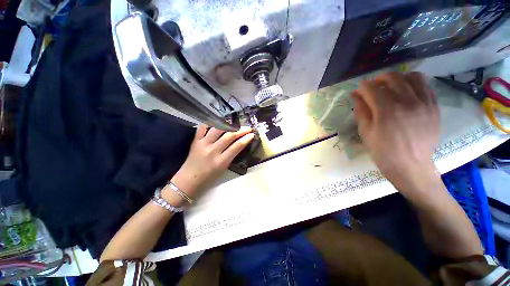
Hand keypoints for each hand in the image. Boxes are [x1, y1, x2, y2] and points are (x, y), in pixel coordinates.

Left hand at [165, 126, 253, 202]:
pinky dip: (210, 123)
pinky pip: (202, 128)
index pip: (237, 146)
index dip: (246, 139)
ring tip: (235, 123)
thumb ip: (231, 155)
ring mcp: (203, 144)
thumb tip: (239, 144)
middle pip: (229, 136)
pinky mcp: (195, 141)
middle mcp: (213, 151)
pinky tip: (217, 122)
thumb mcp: (223, 168)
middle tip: (247, 127)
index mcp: (221, 161)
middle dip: (241, 130)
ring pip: (218, 129)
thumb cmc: (208, 177)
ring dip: (228, 124)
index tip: (252, 134)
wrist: (188, 180)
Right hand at [352, 72, 439, 194]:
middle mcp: (407, 101)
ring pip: (413, 77)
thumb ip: (361, 110)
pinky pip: (426, 86)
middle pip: (393, 77)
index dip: (362, 86)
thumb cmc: (383, 151)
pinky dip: (414, 84)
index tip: (358, 90)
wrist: (411, 166)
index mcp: (386, 110)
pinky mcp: (434, 107)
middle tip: (373, 87)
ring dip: (399, 78)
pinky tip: (407, 93)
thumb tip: (356, 95)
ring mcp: (424, 103)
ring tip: (392, 87)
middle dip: (379, 78)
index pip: (372, 88)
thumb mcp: (365, 132)